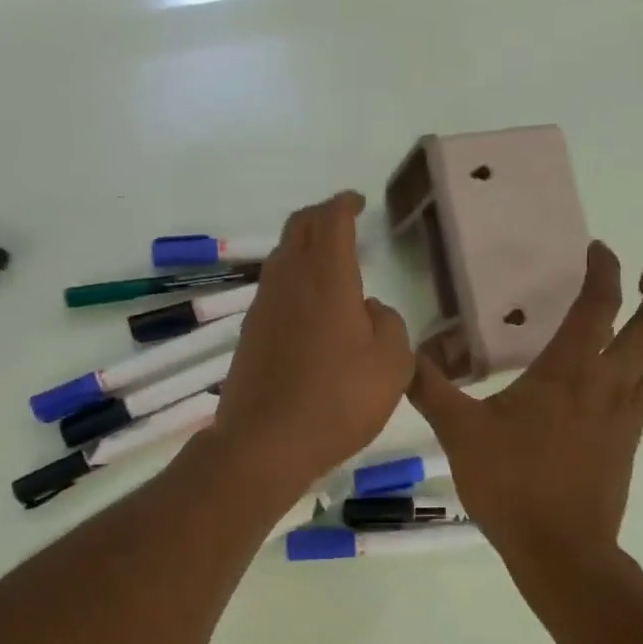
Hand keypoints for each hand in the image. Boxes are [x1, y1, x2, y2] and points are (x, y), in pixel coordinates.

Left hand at [213, 192, 413, 496]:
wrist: (265, 442)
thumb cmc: (338, 400)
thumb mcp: (392, 364)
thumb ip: (390, 324)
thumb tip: (370, 309)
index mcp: (327, 278)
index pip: (330, 220)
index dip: (344, 204)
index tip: (357, 201)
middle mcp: (289, 281)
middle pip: (299, 229)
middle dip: (321, 216)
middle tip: (342, 219)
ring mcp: (263, 306)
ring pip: (282, 257)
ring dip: (304, 247)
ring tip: (328, 259)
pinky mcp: (250, 333)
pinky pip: (274, 288)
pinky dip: (293, 278)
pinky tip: (309, 305)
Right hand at [408, 243, 642, 574]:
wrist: (560, 548)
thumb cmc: (511, 483)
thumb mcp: (459, 432)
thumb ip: (430, 388)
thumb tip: (403, 354)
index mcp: (568, 373)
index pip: (597, 308)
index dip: (603, 273)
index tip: (600, 250)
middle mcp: (606, 386)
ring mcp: (623, 417)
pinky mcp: (627, 444)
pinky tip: (638, 376)